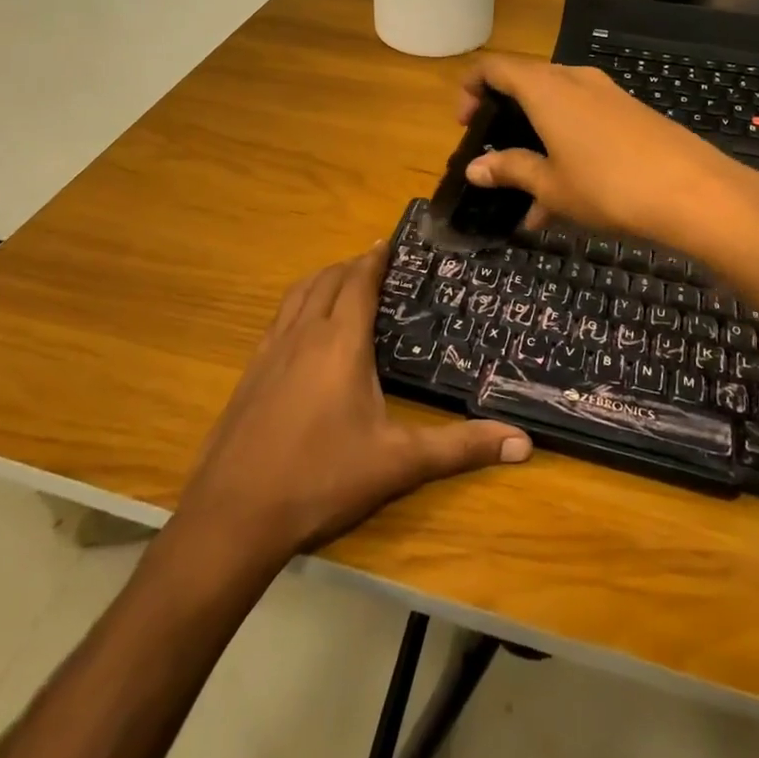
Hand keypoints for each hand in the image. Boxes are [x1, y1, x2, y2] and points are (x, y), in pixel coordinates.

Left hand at [178, 246, 530, 558]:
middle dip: (352, 265)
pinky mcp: (249, 373)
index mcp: (340, 342)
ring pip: (298, 295)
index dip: (375, 258)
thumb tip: (524, 442)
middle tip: (377, 264)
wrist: (233, 516)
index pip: (359, 282)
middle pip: (327, 280)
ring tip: (342, 282)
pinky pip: (278, 319)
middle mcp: (303, 334)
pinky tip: (303, 331)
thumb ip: (460, 449)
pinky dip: (297, 305)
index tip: (391, 241)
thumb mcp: (398, 464)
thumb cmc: (321, 479)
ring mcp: (270, 352)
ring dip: (322, 279)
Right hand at [457, 54, 758, 248]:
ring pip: (557, 108)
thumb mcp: (551, 184)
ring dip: (537, 142)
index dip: (470, 89)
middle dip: (505, 118)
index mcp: (545, 88)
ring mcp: (607, 94)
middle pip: (526, 84)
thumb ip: (510, 170)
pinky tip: (568, 199)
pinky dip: (566, 148)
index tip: (465, 124)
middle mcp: (574, 80)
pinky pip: (584, 121)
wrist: (695, 192)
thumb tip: (475, 168)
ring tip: (530, 197)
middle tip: (495, 156)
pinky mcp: (631, 113)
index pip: (494, 68)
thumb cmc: (608, 186)